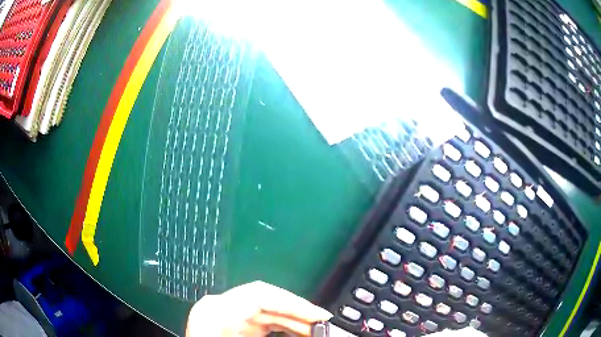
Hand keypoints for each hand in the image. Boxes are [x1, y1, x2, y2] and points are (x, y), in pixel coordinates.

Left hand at [186, 281, 332, 335]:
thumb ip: (275, 333)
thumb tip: (312, 331)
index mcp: (215, 310)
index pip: (261, 295)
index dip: (295, 303)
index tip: (321, 316)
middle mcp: (220, 308)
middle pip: (268, 303)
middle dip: (299, 315)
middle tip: (325, 327)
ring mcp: (225, 317)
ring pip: (268, 313)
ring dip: (294, 323)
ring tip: (316, 332)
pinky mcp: (232, 327)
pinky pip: (263, 323)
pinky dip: (283, 329)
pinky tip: (298, 334)